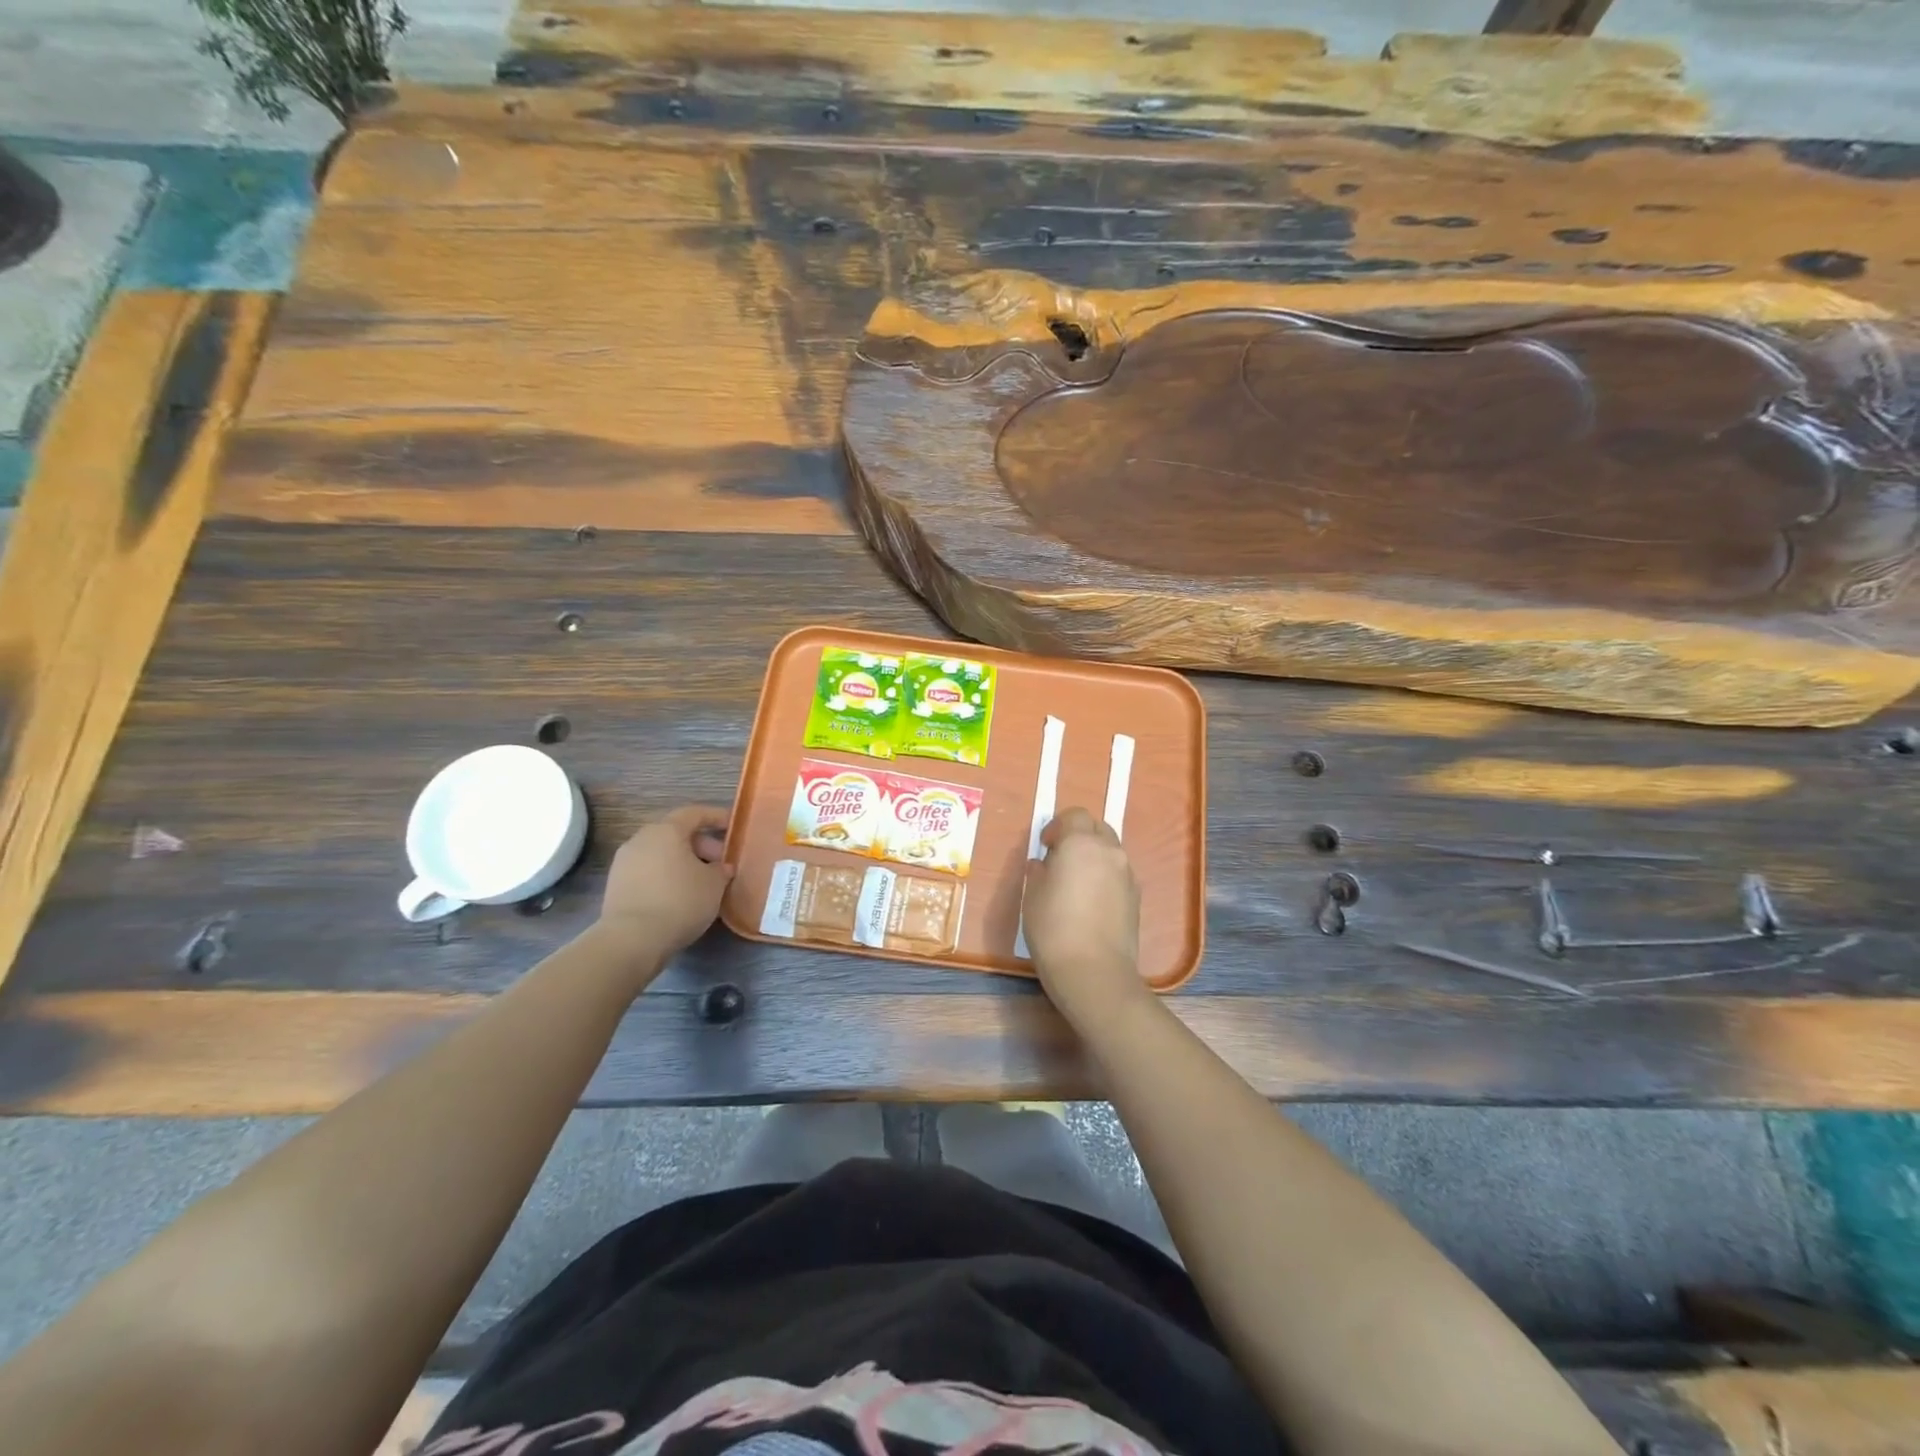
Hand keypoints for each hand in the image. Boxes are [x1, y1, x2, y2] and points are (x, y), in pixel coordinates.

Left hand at [596, 805, 734, 962]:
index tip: (733, 827)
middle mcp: (641, 839)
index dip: (716, 817)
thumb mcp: (714, 884)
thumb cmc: (680, 902)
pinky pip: (648, 871)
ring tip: (702, 883)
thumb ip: (721, 870)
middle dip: (701, 845)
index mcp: (666, 831)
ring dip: (683, 862)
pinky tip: (680, 896)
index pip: (694, 813)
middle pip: (676, 833)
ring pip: (661, 853)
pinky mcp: (616, 885)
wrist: (631, 939)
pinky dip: (666, 876)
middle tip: (720, 864)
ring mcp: (624, 862)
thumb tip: (721, 867)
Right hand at [1022, 807, 1145, 1030]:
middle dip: (1079, 836)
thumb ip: (1038, 871)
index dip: (1058, 826)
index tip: (1045, 846)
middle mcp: (1109, 851)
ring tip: (1076, 883)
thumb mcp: (1032, 896)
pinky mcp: (1136, 897)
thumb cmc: (1053, 928)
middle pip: (1097, 828)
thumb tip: (1043, 864)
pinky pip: (1119, 874)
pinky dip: (1105, 877)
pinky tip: (1091, 902)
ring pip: (1111, 851)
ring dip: (1094, 856)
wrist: (1094, 971)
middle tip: (1060, 859)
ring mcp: (1127, 874)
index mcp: (1081, 843)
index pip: (1075, 815)